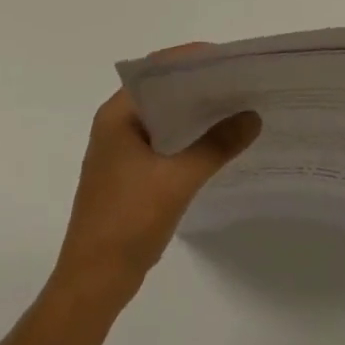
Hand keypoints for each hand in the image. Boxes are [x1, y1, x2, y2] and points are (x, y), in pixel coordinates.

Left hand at [53, 54, 260, 304]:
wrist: (92, 285)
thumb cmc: (127, 222)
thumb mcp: (177, 180)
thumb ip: (216, 145)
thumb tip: (252, 116)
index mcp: (118, 114)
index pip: (157, 69)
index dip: (193, 59)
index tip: (229, 59)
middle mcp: (116, 124)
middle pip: (162, 90)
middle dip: (200, 85)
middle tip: (240, 81)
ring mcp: (121, 150)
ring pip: (164, 117)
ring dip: (195, 113)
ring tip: (236, 106)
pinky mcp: (129, 174)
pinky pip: (163, 141)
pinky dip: (188, 137)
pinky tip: (216, 143)